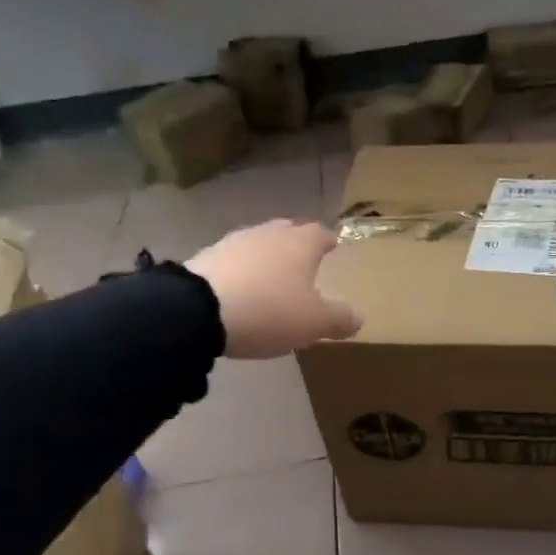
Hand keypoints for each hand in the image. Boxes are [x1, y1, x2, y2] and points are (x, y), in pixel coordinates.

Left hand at [187, 220, 361, 358]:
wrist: (197, 310)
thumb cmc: (269, 310)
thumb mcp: (314, 322)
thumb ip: (339, 318)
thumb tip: (358, 317)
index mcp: (301, 243)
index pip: (321, 233)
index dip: (328, 242)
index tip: (333, 248)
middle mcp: (269, 234)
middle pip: (288, 232)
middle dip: (297, 245)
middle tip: (303, 264)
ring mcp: (234, 242)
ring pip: (259, 244)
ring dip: (266, 258)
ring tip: (270, 280)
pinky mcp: (205, 257)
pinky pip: (232, 261)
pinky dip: (240, 272)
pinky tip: (239, 290)